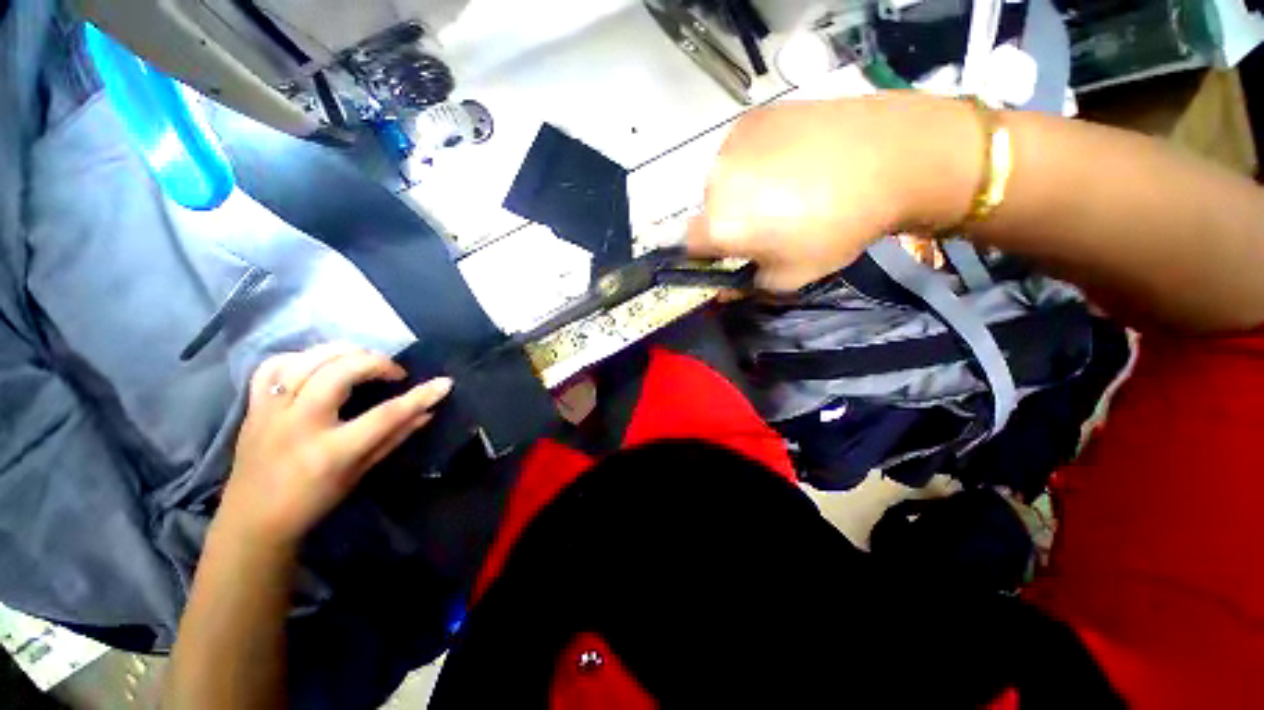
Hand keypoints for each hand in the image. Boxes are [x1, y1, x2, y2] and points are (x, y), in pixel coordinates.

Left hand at [216, 343, 452, 549]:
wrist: (252, 521)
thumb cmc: (314, 502)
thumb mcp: (361, 473)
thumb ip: (395, 437)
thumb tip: (427, 412)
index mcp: (331, 451)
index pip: (386, 414)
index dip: (420, 396)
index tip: (445, 383)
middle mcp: (299, 425)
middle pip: (342, 372)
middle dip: (377, 363)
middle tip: (394, 373)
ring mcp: (271, 412)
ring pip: (308, 360)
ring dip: (343, 352)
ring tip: (362, 360)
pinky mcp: (253, 406)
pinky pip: (272, 365)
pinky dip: (300, 357)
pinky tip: (319, 364)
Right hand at [688, 94, 979, 290]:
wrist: (891, 155)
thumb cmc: (838, 227)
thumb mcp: (792, 275)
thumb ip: (748, 286)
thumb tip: (725, 290)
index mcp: (721, 224)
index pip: (689, 245)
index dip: (706, 252)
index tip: (727, 253)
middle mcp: (715, 182)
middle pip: (708, 210)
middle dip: (728, 221)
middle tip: (767, 221)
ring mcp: (732, 144)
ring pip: (722, 179)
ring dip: (739, 189)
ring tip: (783, 186)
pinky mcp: (752, 117)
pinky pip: (739, 150)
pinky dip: (753, 160)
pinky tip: (789, 159)